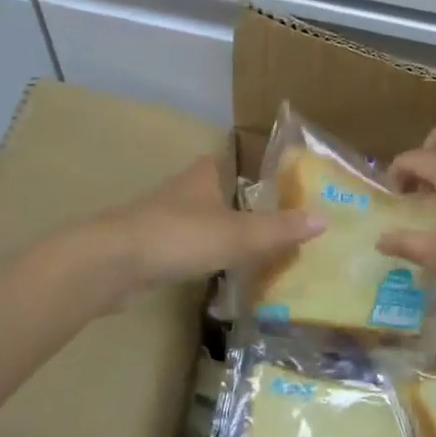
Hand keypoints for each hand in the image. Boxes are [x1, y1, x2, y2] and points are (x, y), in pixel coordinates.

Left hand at [107, 156, 320, 290]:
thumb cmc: (180, 236)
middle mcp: (177, 193)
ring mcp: (154, 222)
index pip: (218, 163)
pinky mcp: (140, 251)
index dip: (234, 168)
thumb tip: (324, 219)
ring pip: (188, 221)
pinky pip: (174, 250)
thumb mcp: (239, 234)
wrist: (111, 263)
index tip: (257, 182)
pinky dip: (189, 257)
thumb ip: (279, 229)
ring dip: (208, 232)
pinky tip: (204, 273)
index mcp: (200, 179)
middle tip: (258, 222)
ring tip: (239, 251)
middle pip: (205, 193)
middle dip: (225, 203)